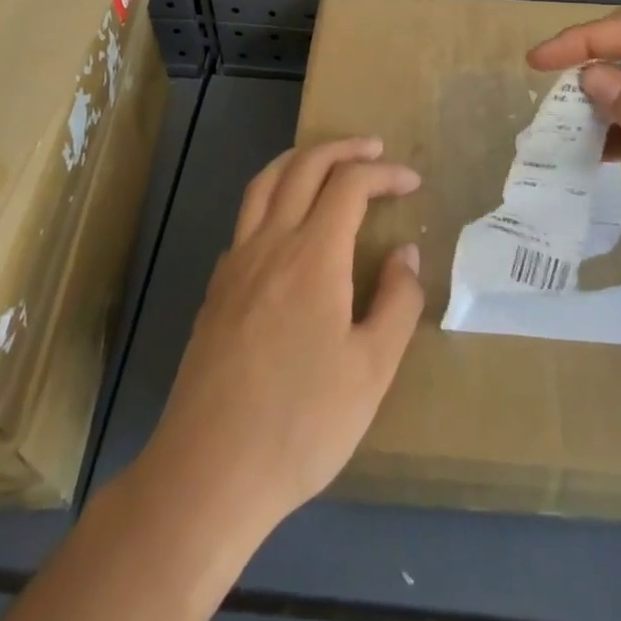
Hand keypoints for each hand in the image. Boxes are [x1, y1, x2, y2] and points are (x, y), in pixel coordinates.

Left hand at [140, 137, 423, 540]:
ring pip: (265, 183)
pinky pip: (246, 217)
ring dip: (299, 160)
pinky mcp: (216, 288)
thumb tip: (406, 252)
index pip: (350, 185)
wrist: (209, 471)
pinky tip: (286, 225)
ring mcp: (236, 262)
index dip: (384, 173)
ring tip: (326, 162)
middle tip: (373, 149)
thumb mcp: (371, 371)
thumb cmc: (301, 424)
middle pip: (303, 166)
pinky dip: (272, 196)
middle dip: (342, 148)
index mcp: (313, 255)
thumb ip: (397, 302)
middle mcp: (271, 242)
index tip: (411, 182)